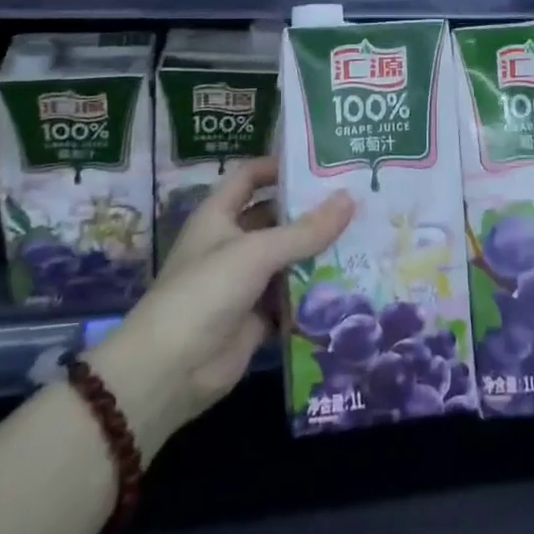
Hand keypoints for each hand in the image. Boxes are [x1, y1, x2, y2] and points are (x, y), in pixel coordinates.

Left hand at [90, 156, 352, 462]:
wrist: (169, 371)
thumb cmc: (206, 291)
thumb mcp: (257, 252)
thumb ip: (305, 230)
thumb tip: (350, 198)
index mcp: (219, 214)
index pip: (251, 177)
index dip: (281, 166)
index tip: (323, 163)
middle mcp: (231, 242)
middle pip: (275, 217)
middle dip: (310, 211)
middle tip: (357, 200)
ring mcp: (243, 281)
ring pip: (286, 258)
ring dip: (317, 251)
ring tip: (364, 236)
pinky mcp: (255, 317)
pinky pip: (290, 297)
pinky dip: (313, 291)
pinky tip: (350, 282)